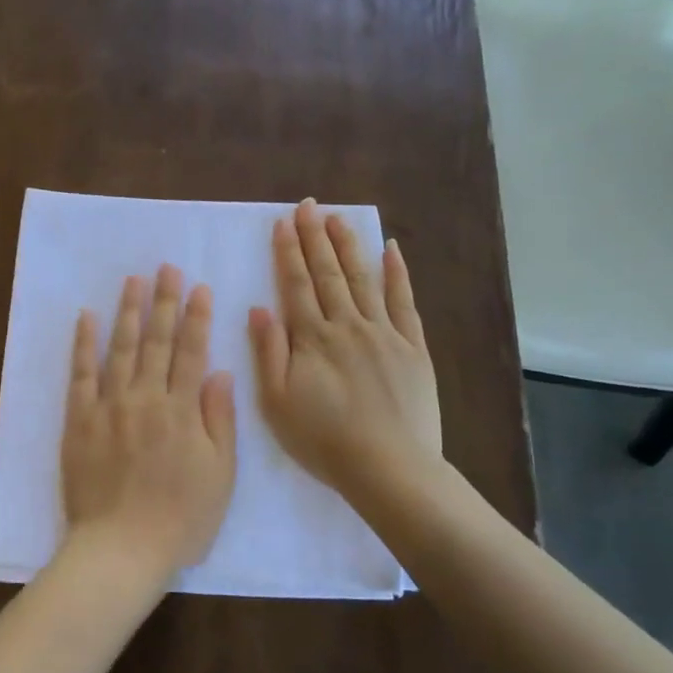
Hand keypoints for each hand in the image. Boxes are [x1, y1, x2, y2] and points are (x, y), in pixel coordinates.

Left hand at [60, 265, 237, 584]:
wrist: (120, 548)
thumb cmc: (180, 518)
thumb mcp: (220, 476)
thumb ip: (220, 420)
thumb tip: (220, 372)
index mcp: (182, 411)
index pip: (192, 352)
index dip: (197, 317)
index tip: (200, 287)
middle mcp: (145, 398)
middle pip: (157, 341)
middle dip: (164, 302)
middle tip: (166, 269)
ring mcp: (109, 406)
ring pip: (121, 348)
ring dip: (129, 312)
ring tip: (134, 281)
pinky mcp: (79, 420)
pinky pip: (80, 374)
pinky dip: (83, 344)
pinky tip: (86, 317)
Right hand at [248, 198, 444, 505]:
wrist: (388, 467)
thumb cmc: (323, 440)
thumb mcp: (277, 402)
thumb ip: (268, 353)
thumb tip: (260, 309)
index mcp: (312, 338)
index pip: (295, 284)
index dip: (288, 251)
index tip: (283, 223)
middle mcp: (347, 325)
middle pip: (328, 273)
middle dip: (315, 237)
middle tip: (308, 205)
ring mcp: (384, 333)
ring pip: (363, 278)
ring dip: (348, 246)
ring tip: (338, 218)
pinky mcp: (412, 347)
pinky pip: (404, 302)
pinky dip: (397, 274)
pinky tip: (391, 250)